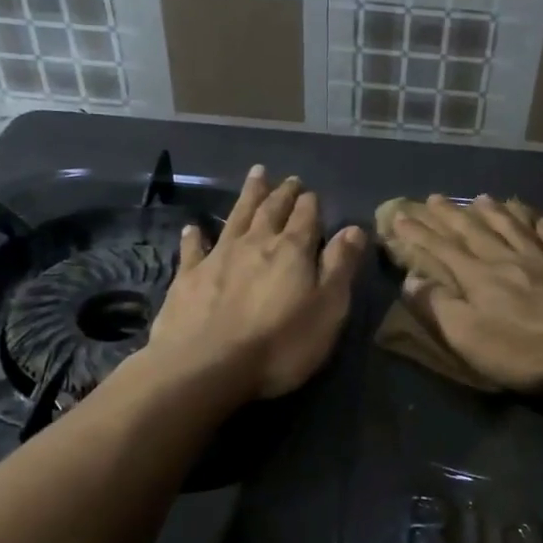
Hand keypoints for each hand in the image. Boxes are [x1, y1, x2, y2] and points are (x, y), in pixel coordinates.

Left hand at [147, 165, 365, 398]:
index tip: (312, 192)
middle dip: (282, 193)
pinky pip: (193, 248)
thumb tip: (354, 229)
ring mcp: (218, 257)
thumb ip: (340, 267)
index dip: (310, 203)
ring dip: (248, 196)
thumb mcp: (328, 309)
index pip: (306, 217)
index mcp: (292, 250)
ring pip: (236, 218)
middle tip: (288, 179)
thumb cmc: (280, 344)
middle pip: (271, 210)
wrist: (206, 367)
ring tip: (256, 176)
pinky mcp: (188, 278)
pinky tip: (193, 227)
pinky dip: (195, 236)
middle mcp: (255, 244)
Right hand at [389, 195, 542, 390]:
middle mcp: (508, 259)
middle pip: (475, 231)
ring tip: (481, 197)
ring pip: (513, 227)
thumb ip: (438, 306)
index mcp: (479, 277)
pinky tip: (541, 218)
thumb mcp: (469, 337)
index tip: (400, 217)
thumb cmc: (525, 348)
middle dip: (450, 215)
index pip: (441, 250)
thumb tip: (411, 279)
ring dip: (493, 212)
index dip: (418, 234)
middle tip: (434, 198)